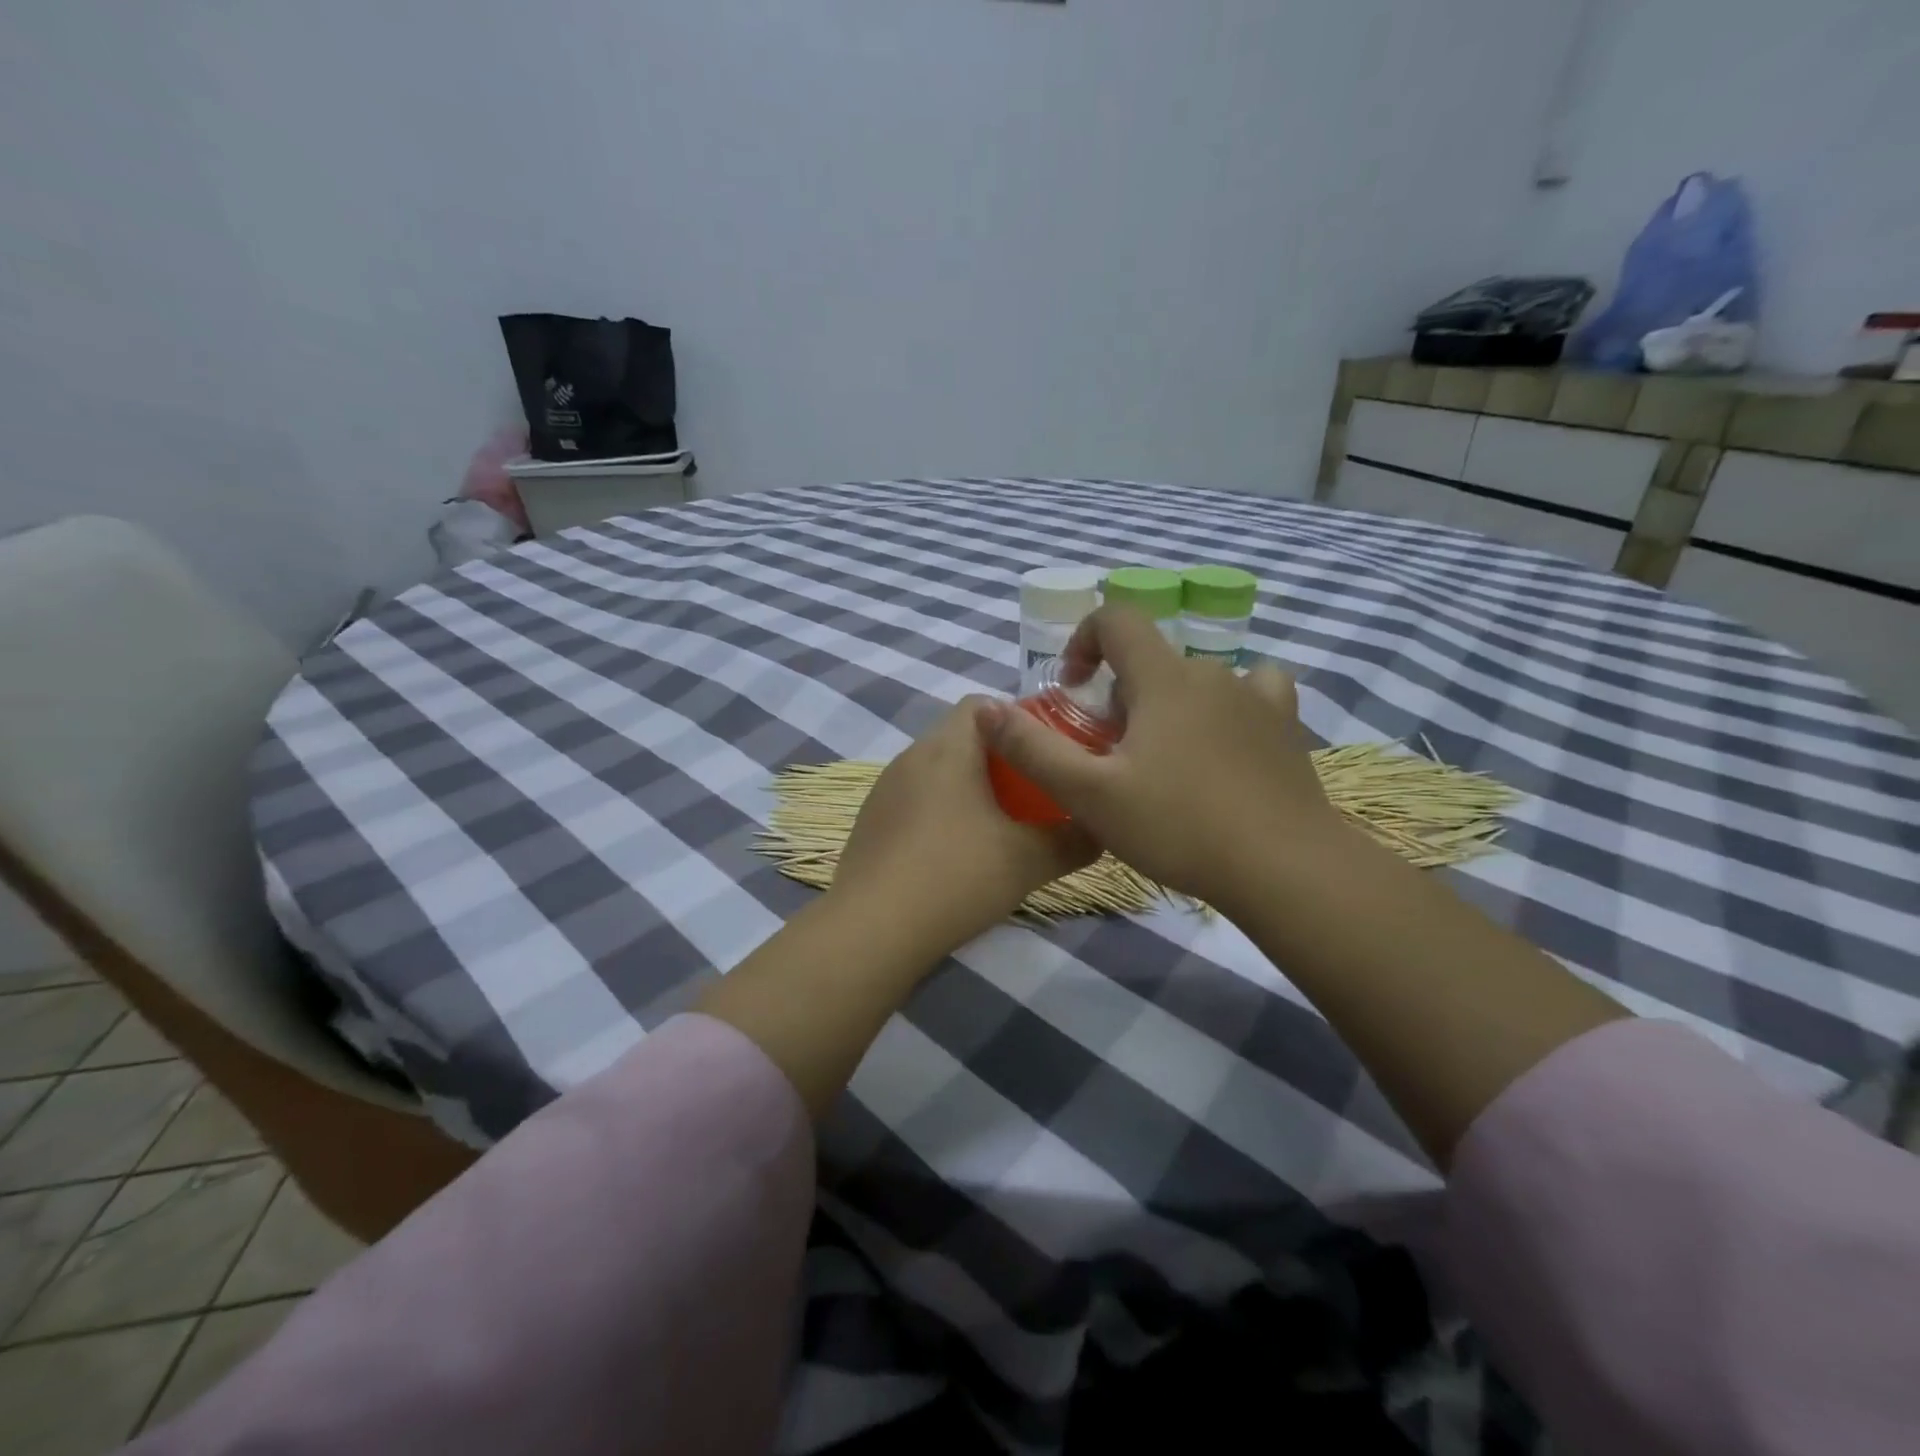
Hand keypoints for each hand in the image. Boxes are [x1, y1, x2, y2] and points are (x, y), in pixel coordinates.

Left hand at [833, 699, 1096, 954]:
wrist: (874, 929)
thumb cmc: (957, 877)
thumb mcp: (1030, 860)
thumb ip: (1074, 840)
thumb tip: (1102, 831)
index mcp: (948, 749)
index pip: (982, 704)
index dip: (1018, 720)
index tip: (1044, 753)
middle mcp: (911, 757)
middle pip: (961, 737)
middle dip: (1000, 759)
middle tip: (1032, 794)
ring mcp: (885, 790)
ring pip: (937, 771)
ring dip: (968, 787)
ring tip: (998, 826)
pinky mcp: (871, 822)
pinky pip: (915, 800)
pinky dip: (941, 813)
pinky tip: (955, 855)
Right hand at [976, 606, 1349, 910]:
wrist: (1283, 867)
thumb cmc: (1179, 826)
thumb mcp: (1090, 795)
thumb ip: (1032, 749)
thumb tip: (983, 708)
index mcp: (1163, 678)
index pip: (1117, 620)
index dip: (1084, 642)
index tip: (1073, 690)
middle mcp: (1211, 673)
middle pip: (1152, 661)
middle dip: (1121, 696)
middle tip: (1113, 756)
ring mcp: (1256, 697)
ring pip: (1196, 681)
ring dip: (1169, 705)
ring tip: (1165, 760)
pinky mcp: (1285, 727)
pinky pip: (1254, 691)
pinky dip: (1229, 705)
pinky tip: (1225, 742)